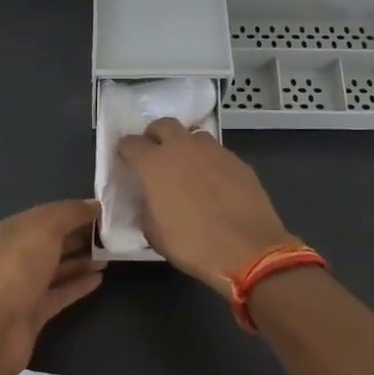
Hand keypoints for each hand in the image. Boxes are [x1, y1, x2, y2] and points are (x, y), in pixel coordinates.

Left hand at [0, 200, 104, 374]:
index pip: (49, 214)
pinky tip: (100, 279)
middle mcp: (19, 255)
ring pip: (58, 268)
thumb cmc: (18, 267)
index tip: (105, 211)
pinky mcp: (35, 312)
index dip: (75, 211)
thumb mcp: (45, 229)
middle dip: (80, 235)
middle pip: (54, 241)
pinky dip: (79, 285)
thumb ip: (70, 213)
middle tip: (114, 234)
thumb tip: (94, 204)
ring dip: (82, 260)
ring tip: (111, 255)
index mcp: (15, 230)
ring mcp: (26, 285)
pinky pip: (61, 293)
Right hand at [115, 119, 297, 295]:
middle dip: (156, 135)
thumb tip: (150, 199)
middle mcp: (182, 148)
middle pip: (164, 125)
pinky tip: (215, 184)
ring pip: (194, 136)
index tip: (126, 160)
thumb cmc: (192, 244)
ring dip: (186, 147)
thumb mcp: (154, 233)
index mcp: (154, 164)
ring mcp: (213, 151)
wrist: (247, 250)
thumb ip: (147, 206)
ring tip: (189, 168)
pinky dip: (210, 162)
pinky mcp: (238, 161)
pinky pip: (217, 153)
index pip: (130, 143)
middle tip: (156, 154)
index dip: (126, 151)